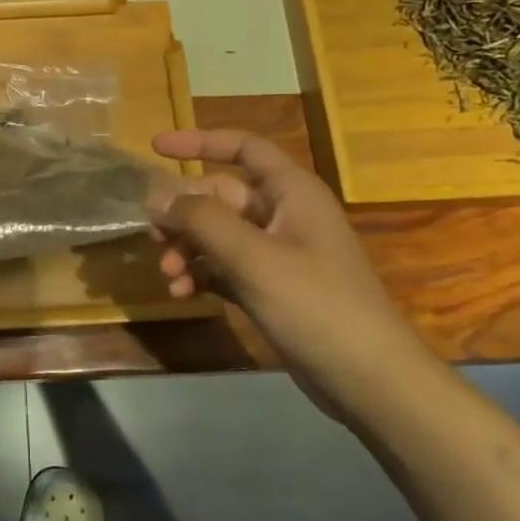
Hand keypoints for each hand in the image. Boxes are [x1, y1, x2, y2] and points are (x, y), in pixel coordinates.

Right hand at [150, 130, 443, 415]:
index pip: (243, 148)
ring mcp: (277, 253)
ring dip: (188, 248)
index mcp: (292, 192)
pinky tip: (182, 293)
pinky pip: (224, 267)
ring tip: (167, 274)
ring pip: (218, 234)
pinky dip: (201, 274)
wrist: (367, 379)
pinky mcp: (271, 287)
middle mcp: (284, 214)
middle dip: (184, 213)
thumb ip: (201, 220)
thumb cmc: (315, 303)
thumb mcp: (253, 257)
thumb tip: (156, 195)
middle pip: (220, 196)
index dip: (199, 141)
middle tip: (152, 234)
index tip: (155, 147)